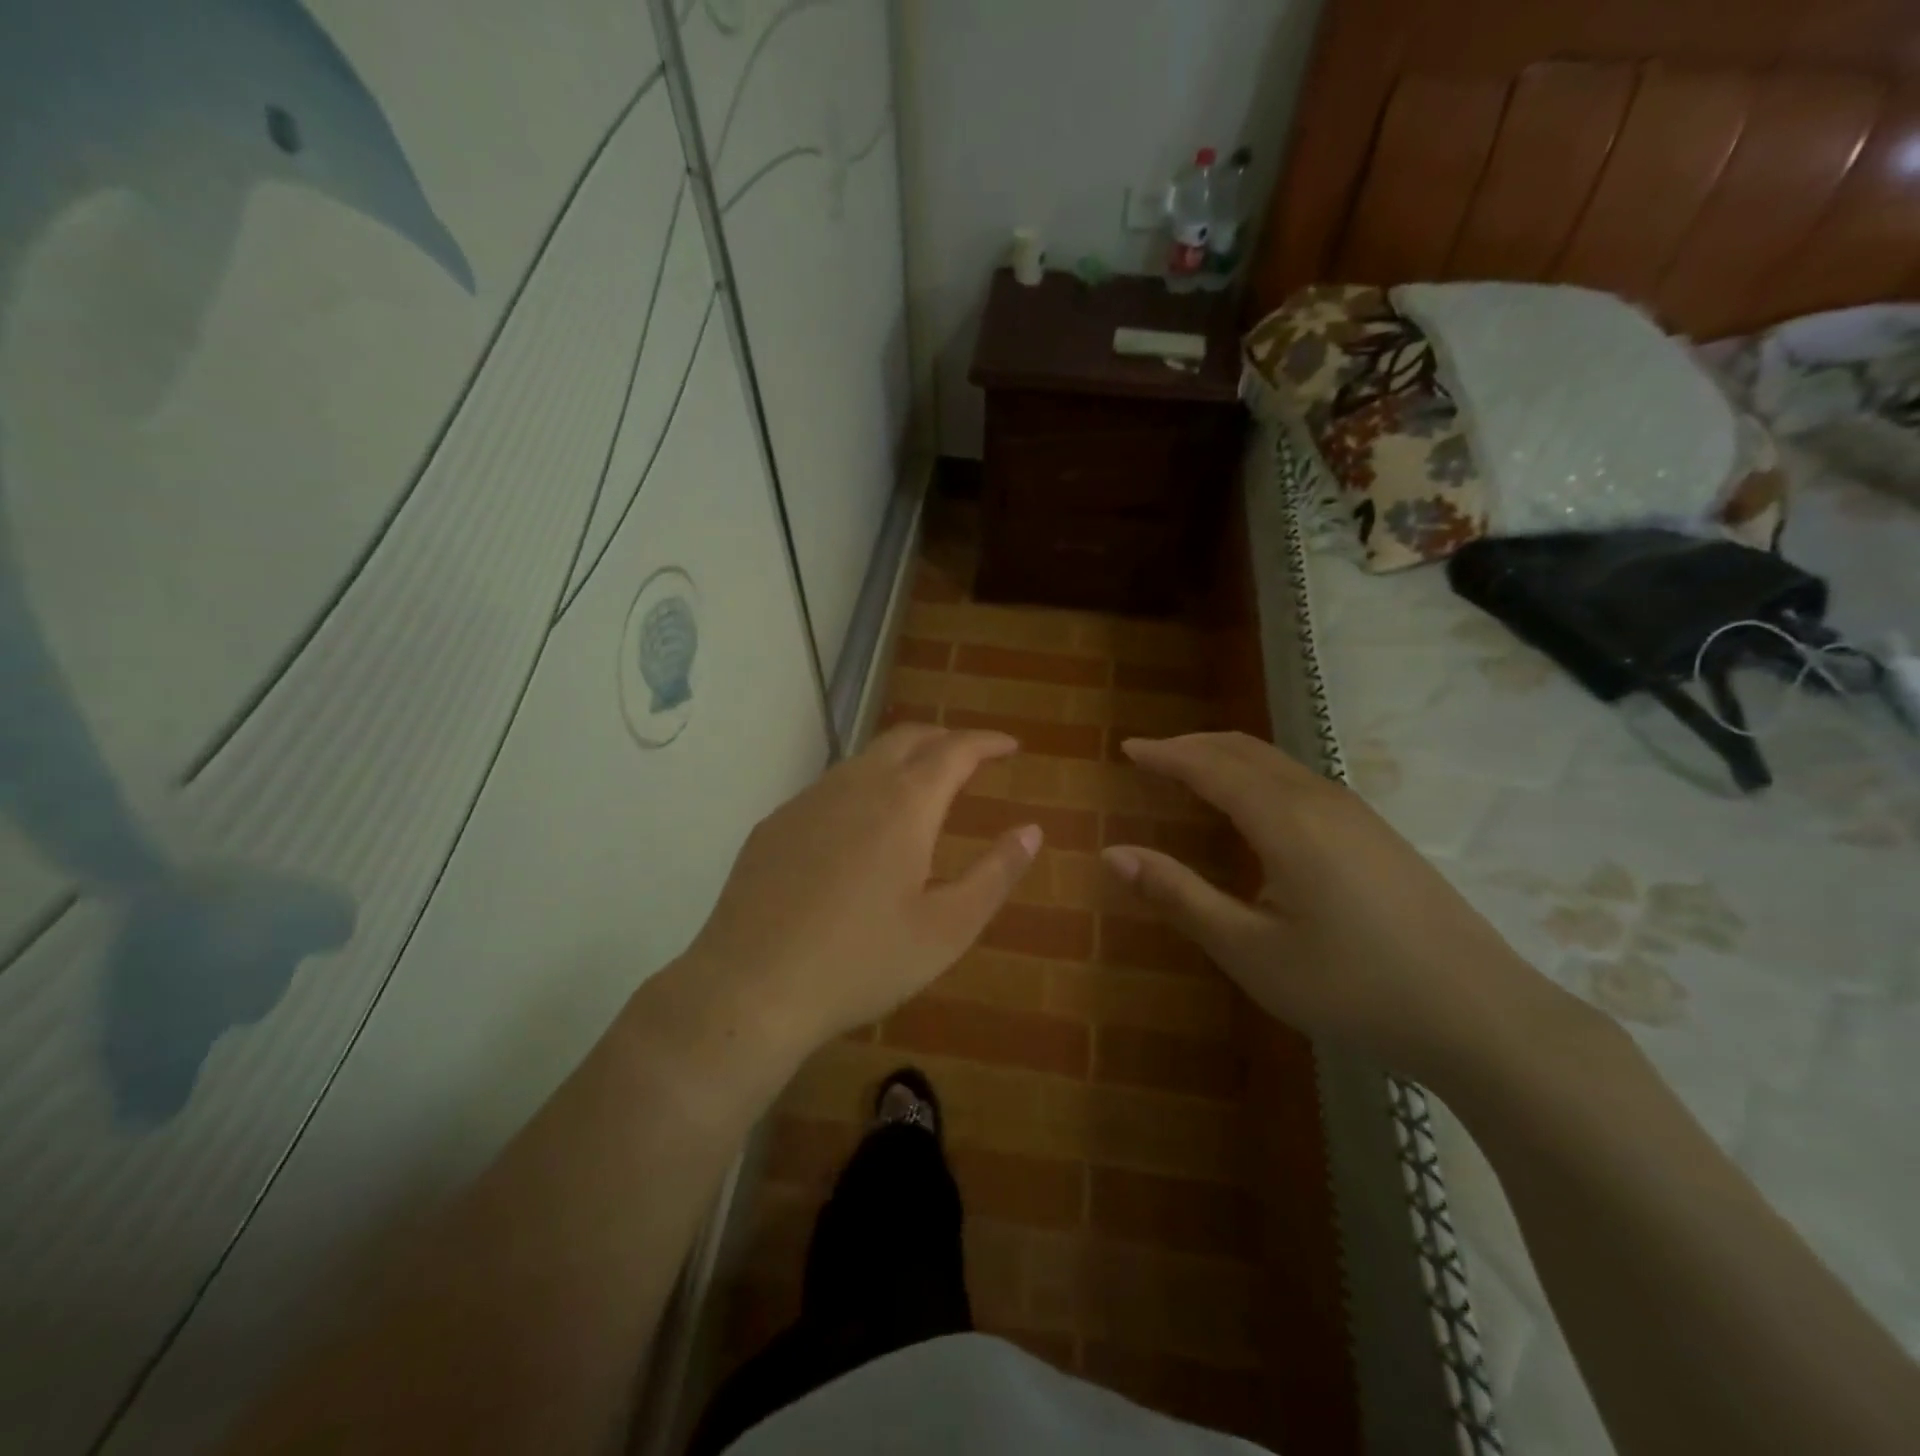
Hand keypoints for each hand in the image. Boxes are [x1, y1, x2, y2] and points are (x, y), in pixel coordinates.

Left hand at [684, 724, 1040, 1054]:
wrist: (751, 988)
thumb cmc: (862, 962)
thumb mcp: (947, 929)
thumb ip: (996, 874)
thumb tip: (1031, 830)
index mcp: (904, 804)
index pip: (955, 750)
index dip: (987, 742)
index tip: (1010, 746)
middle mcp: (855, 785)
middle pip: (907, 738)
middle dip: (945, 739)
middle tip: (971, 758)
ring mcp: (808, 800)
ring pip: (864, 758)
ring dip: (902, 760)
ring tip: (921, 788)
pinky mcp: (775, 824)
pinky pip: (830, 787)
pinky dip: (863, 787)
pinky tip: (860, 828)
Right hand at [1102, 733, 1587, 1086]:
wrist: (1481, 1016)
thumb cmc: (1352, 987)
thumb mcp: (1250, 951)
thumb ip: (1178, 896)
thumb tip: (1112, 853)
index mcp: (1286, 820)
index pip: (1210, 766)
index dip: (1165, 754)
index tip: (1127, 749)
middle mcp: (1320, 800)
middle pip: (1246, 750)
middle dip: (1193, 745)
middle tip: (1151, 755)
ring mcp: (1356, 814)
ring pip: (1278, 762)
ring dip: (1227, 757)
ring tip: (1192, 771)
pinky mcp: (1376, 834)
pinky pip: (1300, 780)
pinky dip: (1257, 774)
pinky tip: (1255, 807)